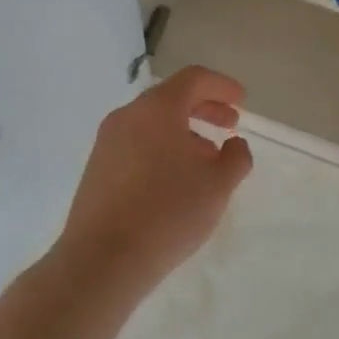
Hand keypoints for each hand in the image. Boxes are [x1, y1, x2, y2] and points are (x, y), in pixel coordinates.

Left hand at [56, 66, 253, 293]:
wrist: (103, 259)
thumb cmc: (168, 212)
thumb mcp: (218, 185)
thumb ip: (236, 157)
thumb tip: (234, 144)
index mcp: (157, 109)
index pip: (193, 78)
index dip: (221, 86)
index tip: (241, 101)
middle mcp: (127, 116)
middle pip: (171, 98)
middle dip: (205, 107)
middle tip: (229, 124)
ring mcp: (107, 142)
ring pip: (153, 123)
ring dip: (184, 131)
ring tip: (207, 159)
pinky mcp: (97, 169)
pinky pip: (137, 144)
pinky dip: (162, 148)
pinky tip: (176, 179)